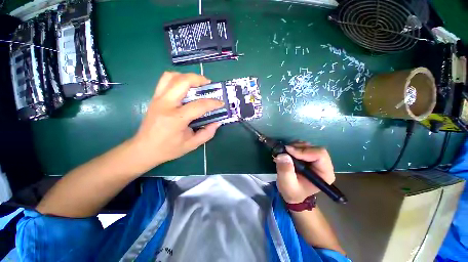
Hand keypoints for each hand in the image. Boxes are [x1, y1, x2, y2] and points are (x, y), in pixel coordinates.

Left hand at [129, 72, 223, 173]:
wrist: (144, 149)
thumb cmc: (168, 149)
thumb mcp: (192, 145)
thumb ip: (207, 133)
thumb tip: (217, 122)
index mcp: (176, 118)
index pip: (199, 105)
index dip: (213, 103)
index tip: (220, 103)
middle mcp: (165, 104)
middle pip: (183, 81)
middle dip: (199, 79)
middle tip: (209, 84)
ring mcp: (158, 99)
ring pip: (171, 76)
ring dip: (187, 76)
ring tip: (197, 83)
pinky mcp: (154, 98)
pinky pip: (165, 80)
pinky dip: (177, 79)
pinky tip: (185, 87)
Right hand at [275, 142, 334, 203]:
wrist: (291, 193)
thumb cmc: (292, 191)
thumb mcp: (287, 184)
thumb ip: (286, 171)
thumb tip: (283, 155)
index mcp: (324, 173)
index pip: (320, 155)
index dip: (304, 151)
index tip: (288, 151)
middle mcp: (323, 165)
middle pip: (314, 148)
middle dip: (297, 148)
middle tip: (284, 151)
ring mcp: (316, 159)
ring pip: (307, 145)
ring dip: (294, 146)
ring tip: (284, 153)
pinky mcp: (308, 156)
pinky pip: (302, 146)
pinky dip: (293, 146)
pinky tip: (286, 152)